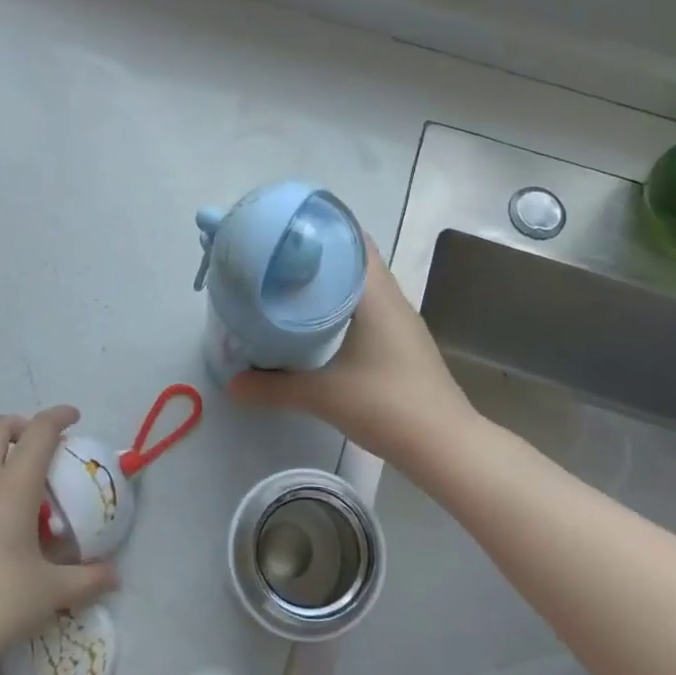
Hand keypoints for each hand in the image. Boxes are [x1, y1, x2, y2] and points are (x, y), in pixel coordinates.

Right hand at [228, 235, 476, 469]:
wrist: (444, 445)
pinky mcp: (404, 344)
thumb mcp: (322, 395)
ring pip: (364, 287)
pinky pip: (371, 309)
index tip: (285, 230)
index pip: (352, 241)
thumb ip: (273, 388)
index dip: (321, 229)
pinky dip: (345, 306)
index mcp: (376, 295)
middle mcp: (392, 300)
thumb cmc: (386, 405)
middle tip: (276, 258)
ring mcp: (402, 323)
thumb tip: (231, 384)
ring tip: (291, 285)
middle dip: (319, 256)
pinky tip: (320, 323)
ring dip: (332, 282)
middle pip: (355, 261)